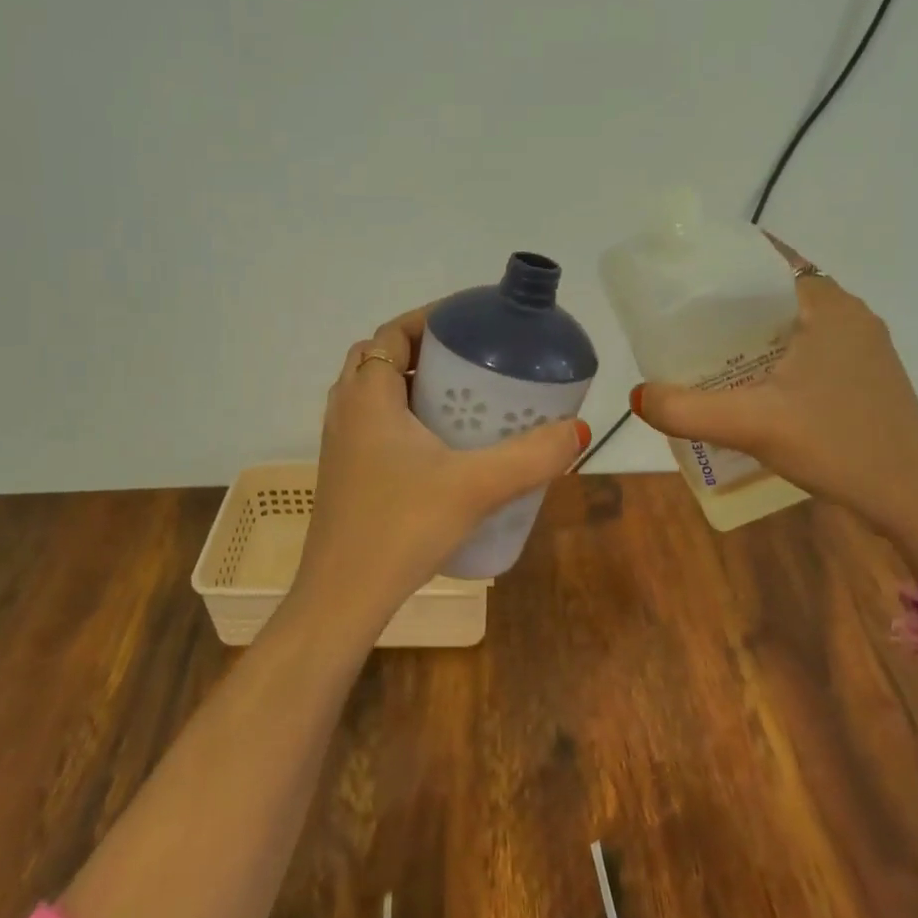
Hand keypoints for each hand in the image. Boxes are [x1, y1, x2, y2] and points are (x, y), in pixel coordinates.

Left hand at [294, 303, 589, 632]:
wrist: (342, 599)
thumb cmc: (401, 528)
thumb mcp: (475, 487)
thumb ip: (531, 457)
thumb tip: (578, 429)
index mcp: (369, 396)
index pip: (393, 332)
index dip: (430, 318)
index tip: (471, 323)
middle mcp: (346, 410)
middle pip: (381, 357)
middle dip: (423, 349)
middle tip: (471, 361)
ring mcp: (339, 443)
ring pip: (374, 392)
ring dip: (411, 383)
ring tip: (460, 397)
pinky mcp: (343, 473)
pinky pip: (372, 424)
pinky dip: (401, 416)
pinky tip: (438, 448)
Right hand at [628, 236, 917, 569]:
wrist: (917, 502)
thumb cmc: (840, 446)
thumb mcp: (754, 425)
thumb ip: (687, 409)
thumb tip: (637, 396)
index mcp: (830, 307)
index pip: (768, 261)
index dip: (724, 262)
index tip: (683, 276)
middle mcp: (850, 316)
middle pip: (776, 291)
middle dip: (729, 301)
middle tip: (681, 318)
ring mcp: (862, 348)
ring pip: (792, 322)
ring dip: (751, 331)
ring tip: (703, 348)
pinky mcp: (864, 377)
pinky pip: (808, 347)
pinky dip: (774, 353)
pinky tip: (747, 381)